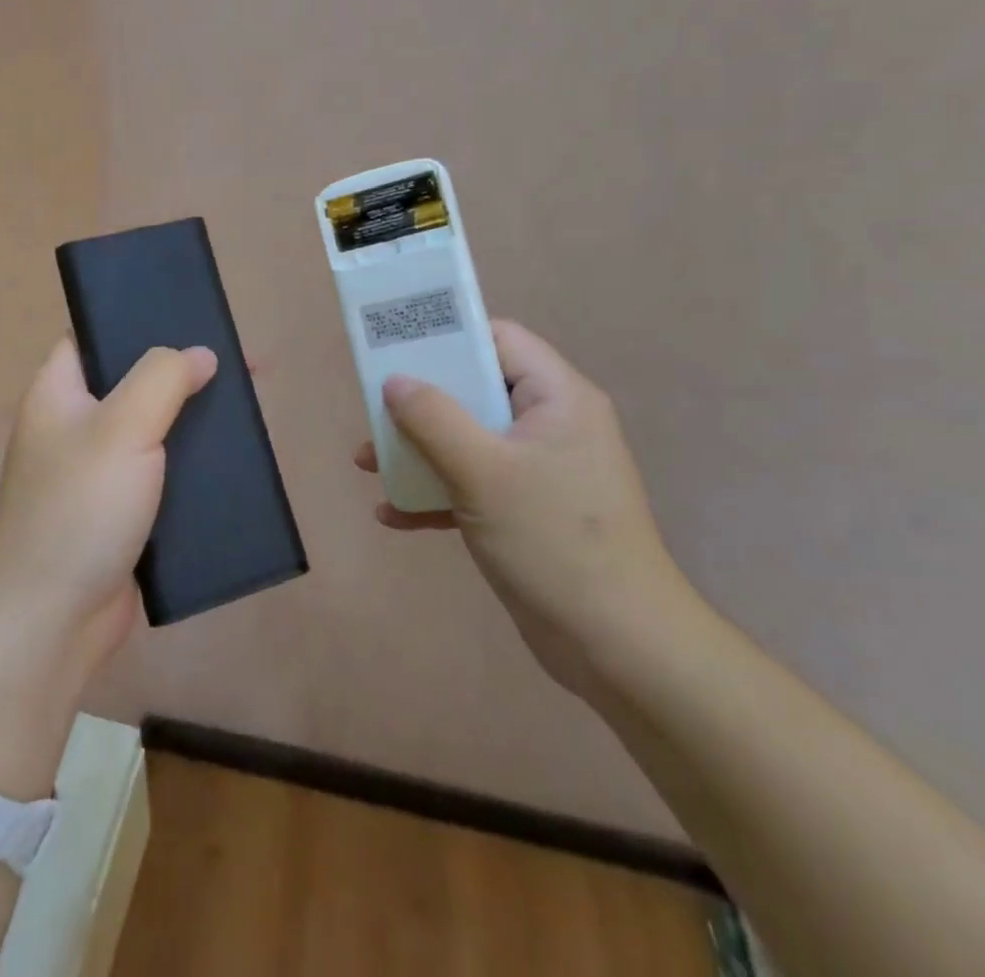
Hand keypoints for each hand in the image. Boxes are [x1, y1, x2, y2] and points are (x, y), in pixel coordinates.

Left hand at [0, 338, 217, 679]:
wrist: (52, 622)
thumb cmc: (79, 510)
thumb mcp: (122, 428)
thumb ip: (162, 378)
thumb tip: (200, 354)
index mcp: (58, 392)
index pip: (94, 335)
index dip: (138, 319)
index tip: (190, 315)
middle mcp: (74, 425)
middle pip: (133, 380)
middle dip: (184, 371)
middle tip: (238, 363)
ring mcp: (97, 471)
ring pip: (153, 428)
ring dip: (194, 418)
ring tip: (246, 405)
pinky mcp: (121, 511)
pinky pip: (162, 472)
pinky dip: (192, 462)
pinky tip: (232, 457)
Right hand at [355, 320, 697, 696]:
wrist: (618, 648)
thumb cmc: (553, 541)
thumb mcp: (483, 472)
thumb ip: (433, 418)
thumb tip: (395, 381)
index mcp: (557, 398)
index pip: (499, 340)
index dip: (448, 336)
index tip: (397, 347)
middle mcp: (551, 425)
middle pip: (476, 390)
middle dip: (419, 402)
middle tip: (372, 409)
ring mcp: (540, 471)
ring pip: (468, 439)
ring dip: (418, 450)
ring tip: (367, 464)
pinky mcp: (528, 512)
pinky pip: (474, 484)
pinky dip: (436, 492)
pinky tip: (392, 515)